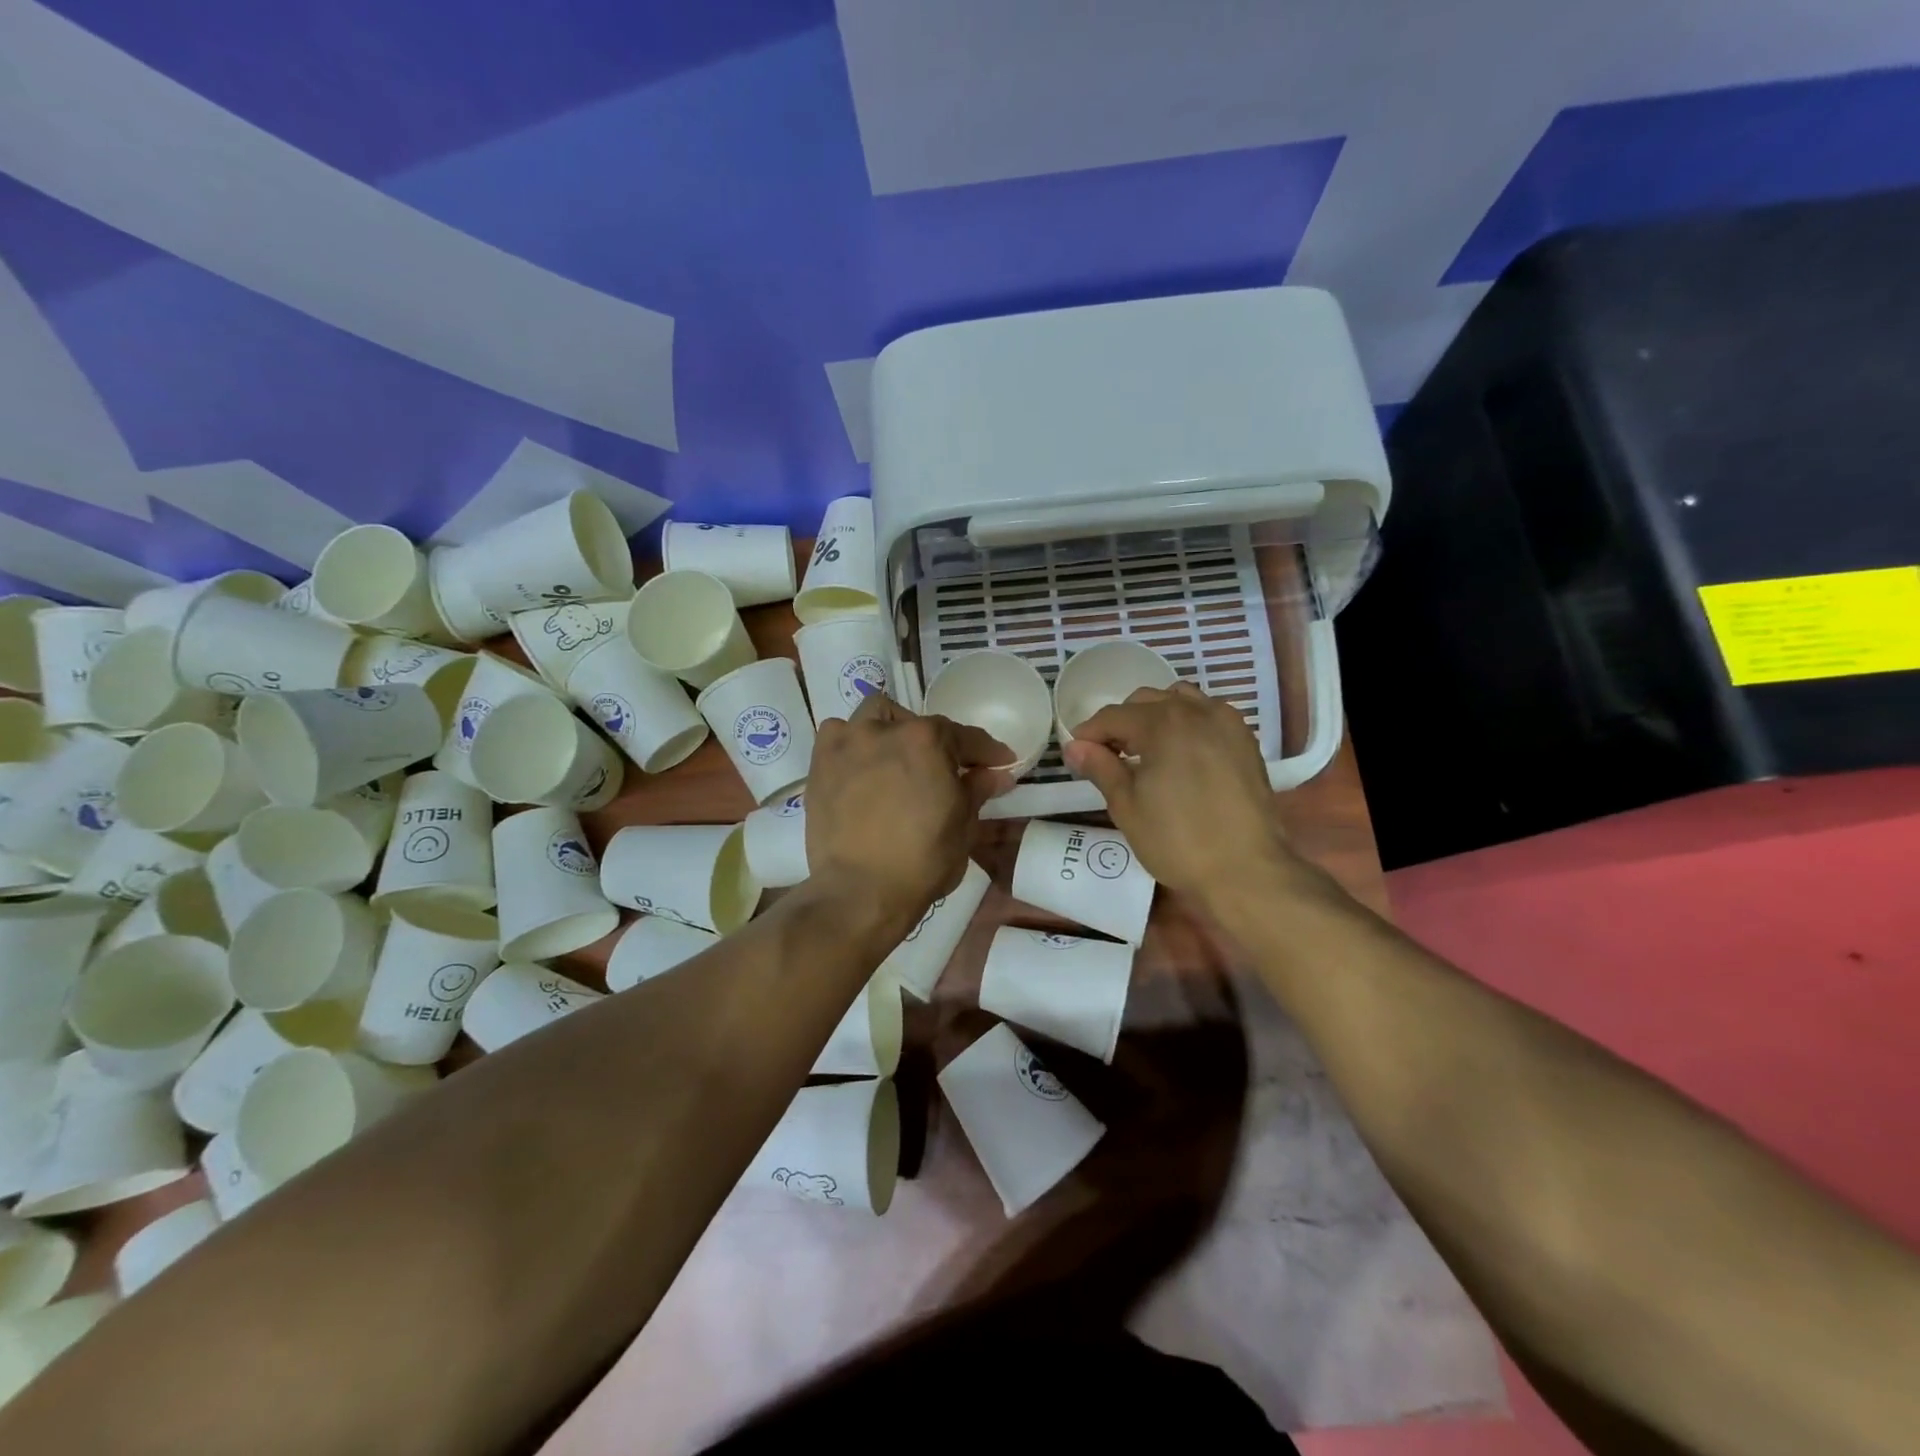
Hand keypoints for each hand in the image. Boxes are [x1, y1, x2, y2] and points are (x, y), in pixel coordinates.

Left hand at [805, 694, 1010, 923]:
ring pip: (874, 716)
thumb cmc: (922, 861)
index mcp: (927, 740)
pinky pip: (838, 736)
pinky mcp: (820, 763)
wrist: (860, 892)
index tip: (1000, 763)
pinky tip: (861, 766)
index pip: (966, 737)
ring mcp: (848, 743)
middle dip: (936, 742)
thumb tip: (996, 773)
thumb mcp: (964, 826)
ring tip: (897, 760)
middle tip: (942, 771)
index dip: (987, 751)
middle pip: (919, 724)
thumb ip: (977, 790)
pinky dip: (853, 744)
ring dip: (891, 731)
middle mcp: (885, 729)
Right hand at [1061, 683, 1294, 908]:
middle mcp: (1196, 711)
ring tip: (1146, 752)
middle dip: (1122, 723)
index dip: (1089, 733)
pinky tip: (1180, 754)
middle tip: (1108, 756)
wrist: (1246, 870)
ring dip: (1155, 717)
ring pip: (1179, 700)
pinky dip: (1186, 723)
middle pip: (1146, 701)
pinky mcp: (1245, 740)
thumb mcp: (1127, 806)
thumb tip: (1075, 747)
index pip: (1114, 716)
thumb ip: (1100, 768)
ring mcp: (1226, 723)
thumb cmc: (1177, 841)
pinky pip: (1207, 715)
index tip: (1076, 754)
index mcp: (1163, 723)